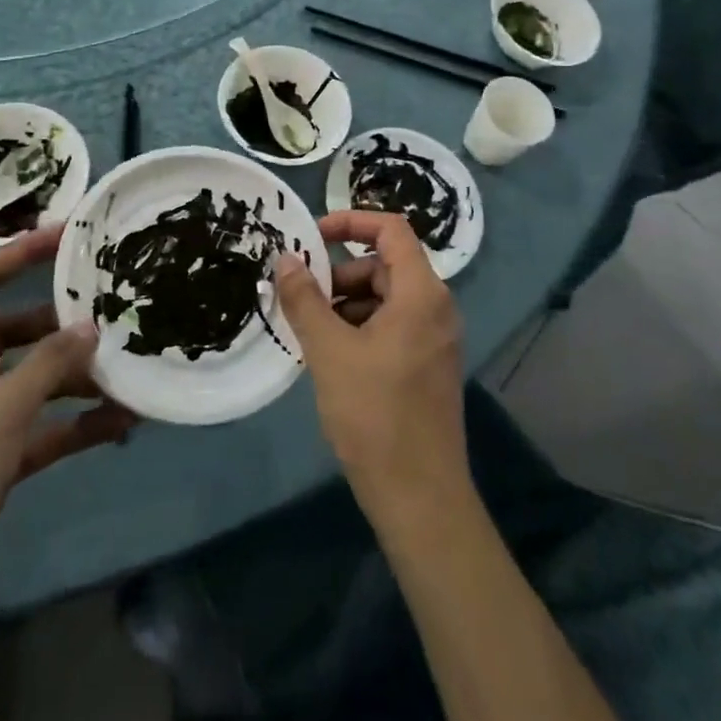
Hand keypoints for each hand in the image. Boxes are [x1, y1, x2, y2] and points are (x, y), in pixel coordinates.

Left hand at [0, 226, 134, 615]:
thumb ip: (49, 364)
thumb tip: (90, 328)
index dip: (22, 253)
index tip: (69, 235)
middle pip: (12, 330)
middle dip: (58, 324)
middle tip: (109, 310)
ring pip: (29, 381)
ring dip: (72, 379)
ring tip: (125, 370)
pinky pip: (37, 428)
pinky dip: (72, 424)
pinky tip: (118, 424)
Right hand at [274, 211, 466, 522]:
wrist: (421, 499)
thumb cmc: (375, 415)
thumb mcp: (329, 351)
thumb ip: (305, 299)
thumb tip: (285, 258)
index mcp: (421, 293)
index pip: (391, 229)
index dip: (351, 220)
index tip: (313, 235)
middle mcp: (436, 307)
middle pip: (384, 265)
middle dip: (340, 274)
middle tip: (302, 299)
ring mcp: (435, 338)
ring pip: (385, 297)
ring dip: (346, 304)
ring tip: (311, 334)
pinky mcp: (428, 364)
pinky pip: (392, 325)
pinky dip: (360, 327)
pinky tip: (332, 357)